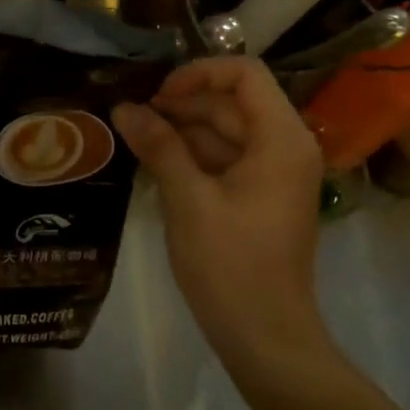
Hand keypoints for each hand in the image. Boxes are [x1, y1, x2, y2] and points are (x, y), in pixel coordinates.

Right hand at [112, 57, 333, 368]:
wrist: (264, 335)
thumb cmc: (230, 264)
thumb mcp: (188, 199)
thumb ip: (159, 146)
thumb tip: (124, 107)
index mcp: (280, 139)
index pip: (244, 74)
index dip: (198, 74)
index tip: (157, 96)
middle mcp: (285, 146)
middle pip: (231, 103)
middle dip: (182, 105)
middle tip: (131, 117)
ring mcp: (274, 173)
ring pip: (225, 132)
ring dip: (182, 131)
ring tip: (134, 138)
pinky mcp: (260, 195)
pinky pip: (225, 159)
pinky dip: (192, 156)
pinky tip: (153, 163)